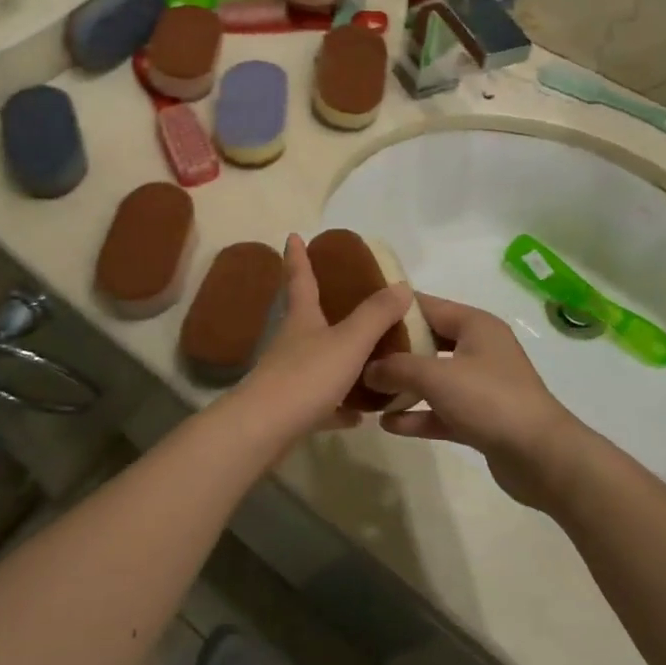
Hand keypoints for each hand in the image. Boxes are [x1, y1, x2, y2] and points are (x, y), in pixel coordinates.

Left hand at [232, 234, 413, 444]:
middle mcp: (292, 343)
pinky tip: (359, 415)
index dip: (298, 256)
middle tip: (343, 295)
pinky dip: (339, 405)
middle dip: (321, 304)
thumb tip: (401, 285)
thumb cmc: (305, 376)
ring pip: (316, 361)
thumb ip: (375, 315)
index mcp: (303, 319)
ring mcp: (288, 376)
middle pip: (306, 317)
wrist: (264, 429)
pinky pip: (322, 402)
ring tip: (365, 359)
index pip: (300, 278)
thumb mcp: (348, 341)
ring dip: (338, 358)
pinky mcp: (290, 409)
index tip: (293, 236)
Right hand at [362, 294, 588, 510]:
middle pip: (428, 342)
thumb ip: (398, 368)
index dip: (394, 309)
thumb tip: (368, 369)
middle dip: (394, 350)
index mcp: (475, 325)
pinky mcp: (480, 418)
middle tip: (356, 354)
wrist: (542, 457)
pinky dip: (418, 415)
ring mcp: (481, 385)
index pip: (428, 306)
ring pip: (433, 378)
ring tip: (367, 391)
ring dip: (403, 386)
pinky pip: (441, 410)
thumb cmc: (490, 400)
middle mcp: (479, 349)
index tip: (360, 312)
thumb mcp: (437, 377)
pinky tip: (388, 424)